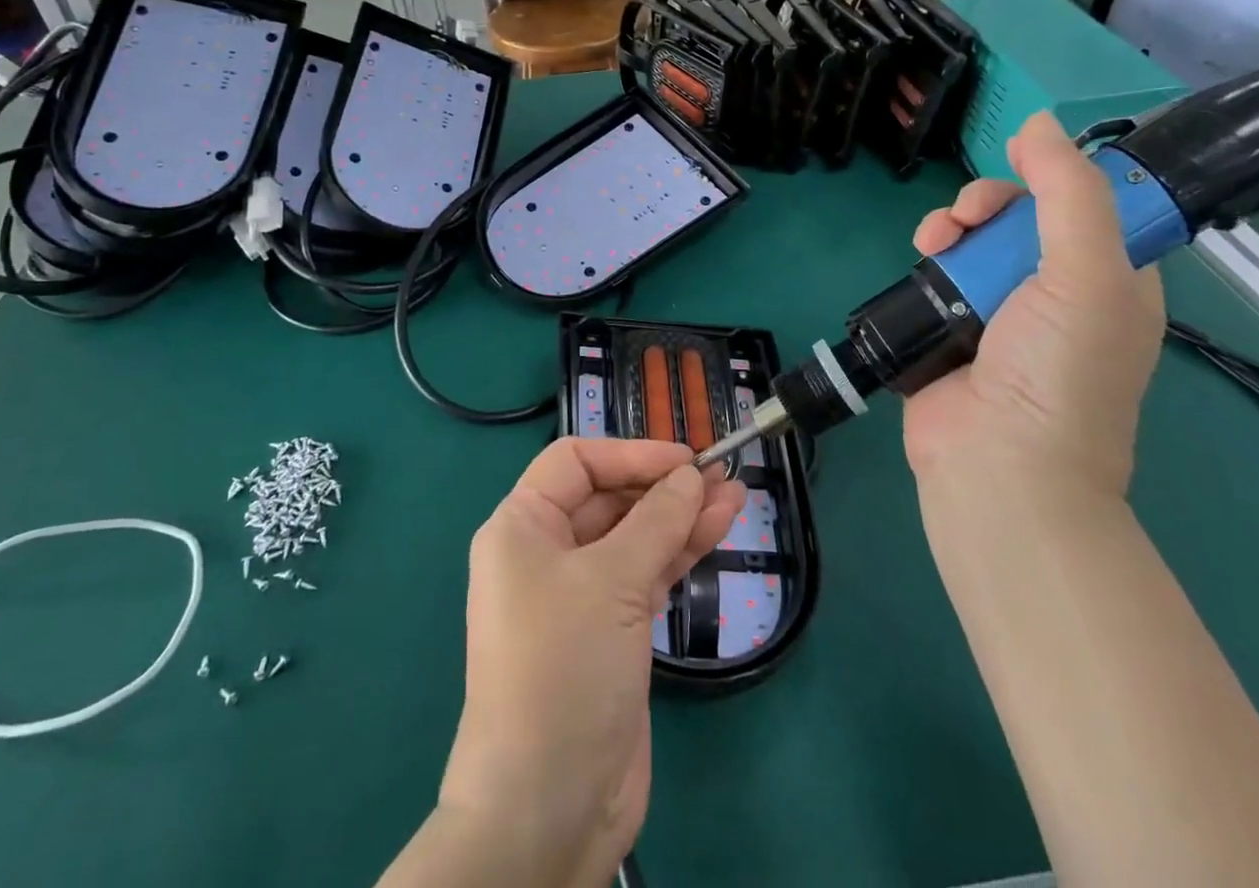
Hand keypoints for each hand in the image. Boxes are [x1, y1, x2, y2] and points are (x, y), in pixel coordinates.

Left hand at [439, 439, 742, 883]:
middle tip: (721, 476)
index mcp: (522, 526)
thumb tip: (691, 475)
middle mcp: (546, 552)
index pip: (576, 463)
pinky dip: (679, 551)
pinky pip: (646, 573)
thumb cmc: (563, 666)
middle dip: (664, 485)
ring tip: (736, 495)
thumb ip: (657, 520)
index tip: (685, 459)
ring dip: (682, 516)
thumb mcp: (611, 580)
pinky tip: (716, 529)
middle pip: (609, 497)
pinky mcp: (610, 630)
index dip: (630, 453)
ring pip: (635, 536)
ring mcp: (580, 593)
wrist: (549, 805)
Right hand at [903, 110, 1164, 501]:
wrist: (999, 464)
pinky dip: (928, 255)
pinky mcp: (950, 326)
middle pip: (1020, 216)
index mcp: (1110, 279)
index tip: (1020, 164)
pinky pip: (938, 270)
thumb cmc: (1060, 370)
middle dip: (989, 202)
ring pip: (973, 239)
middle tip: (969, 216)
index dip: (1054, 176)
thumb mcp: (1088, 273)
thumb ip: (1069, 193)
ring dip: (951, 224)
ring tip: (934, 241)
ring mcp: (999, 311)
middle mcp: (1057, 291)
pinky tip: (920, 256)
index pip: (1086, 204)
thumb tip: (1038, 121)